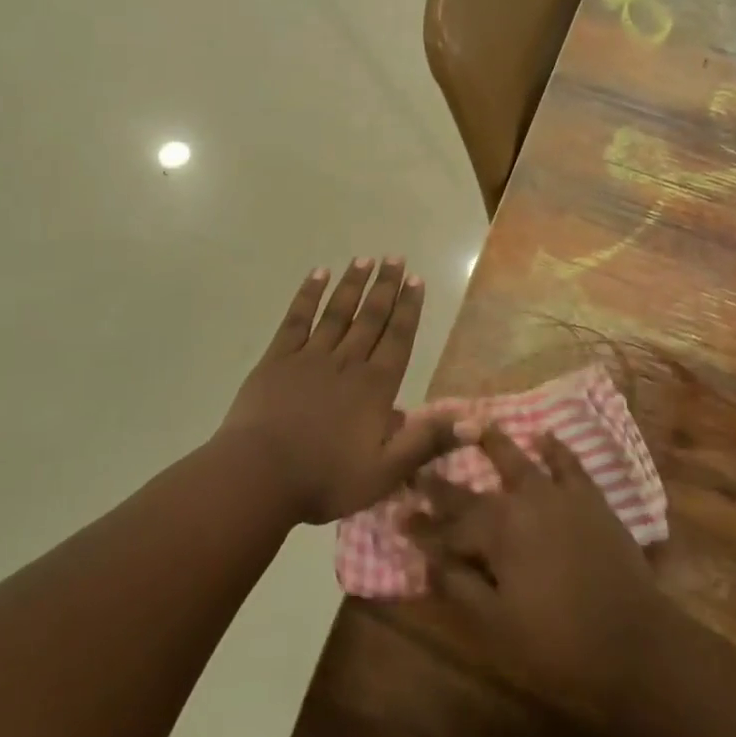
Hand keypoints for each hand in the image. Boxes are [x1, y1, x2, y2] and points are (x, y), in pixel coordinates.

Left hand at [218, 259, 450, 525]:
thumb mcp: (386, 472)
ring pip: (337, 312)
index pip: (398, 338)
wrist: (259, 476)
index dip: (408, 308)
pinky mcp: (278, 358)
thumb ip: (427, 442)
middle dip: (385, 287)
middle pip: (370, 317)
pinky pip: (297, 319)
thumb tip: (476, 423)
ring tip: (364, 259)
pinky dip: (308, 295)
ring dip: (352, 284)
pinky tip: (318, 275)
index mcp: (375, 387)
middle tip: (395, 257)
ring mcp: (310, 356)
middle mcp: (347, 362)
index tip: (416, 280)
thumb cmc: (325, 479)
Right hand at [408, 424, 671, 725]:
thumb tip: (429, 560)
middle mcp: (521, 501)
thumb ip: (459, 587)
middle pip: (473, 491)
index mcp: (495, 532)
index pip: (447, 527)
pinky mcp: (589, 499)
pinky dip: (554, 448)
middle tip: (419, 468)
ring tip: (472, 423)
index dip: (421, 526)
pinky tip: (544, 435)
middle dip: (442, 483)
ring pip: (517, 460)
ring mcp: (557, 495)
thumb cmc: (558, 644)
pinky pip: (568, 464)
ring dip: (492, 443)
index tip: (398, 516)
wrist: (633, 643)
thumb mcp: (497, 626)